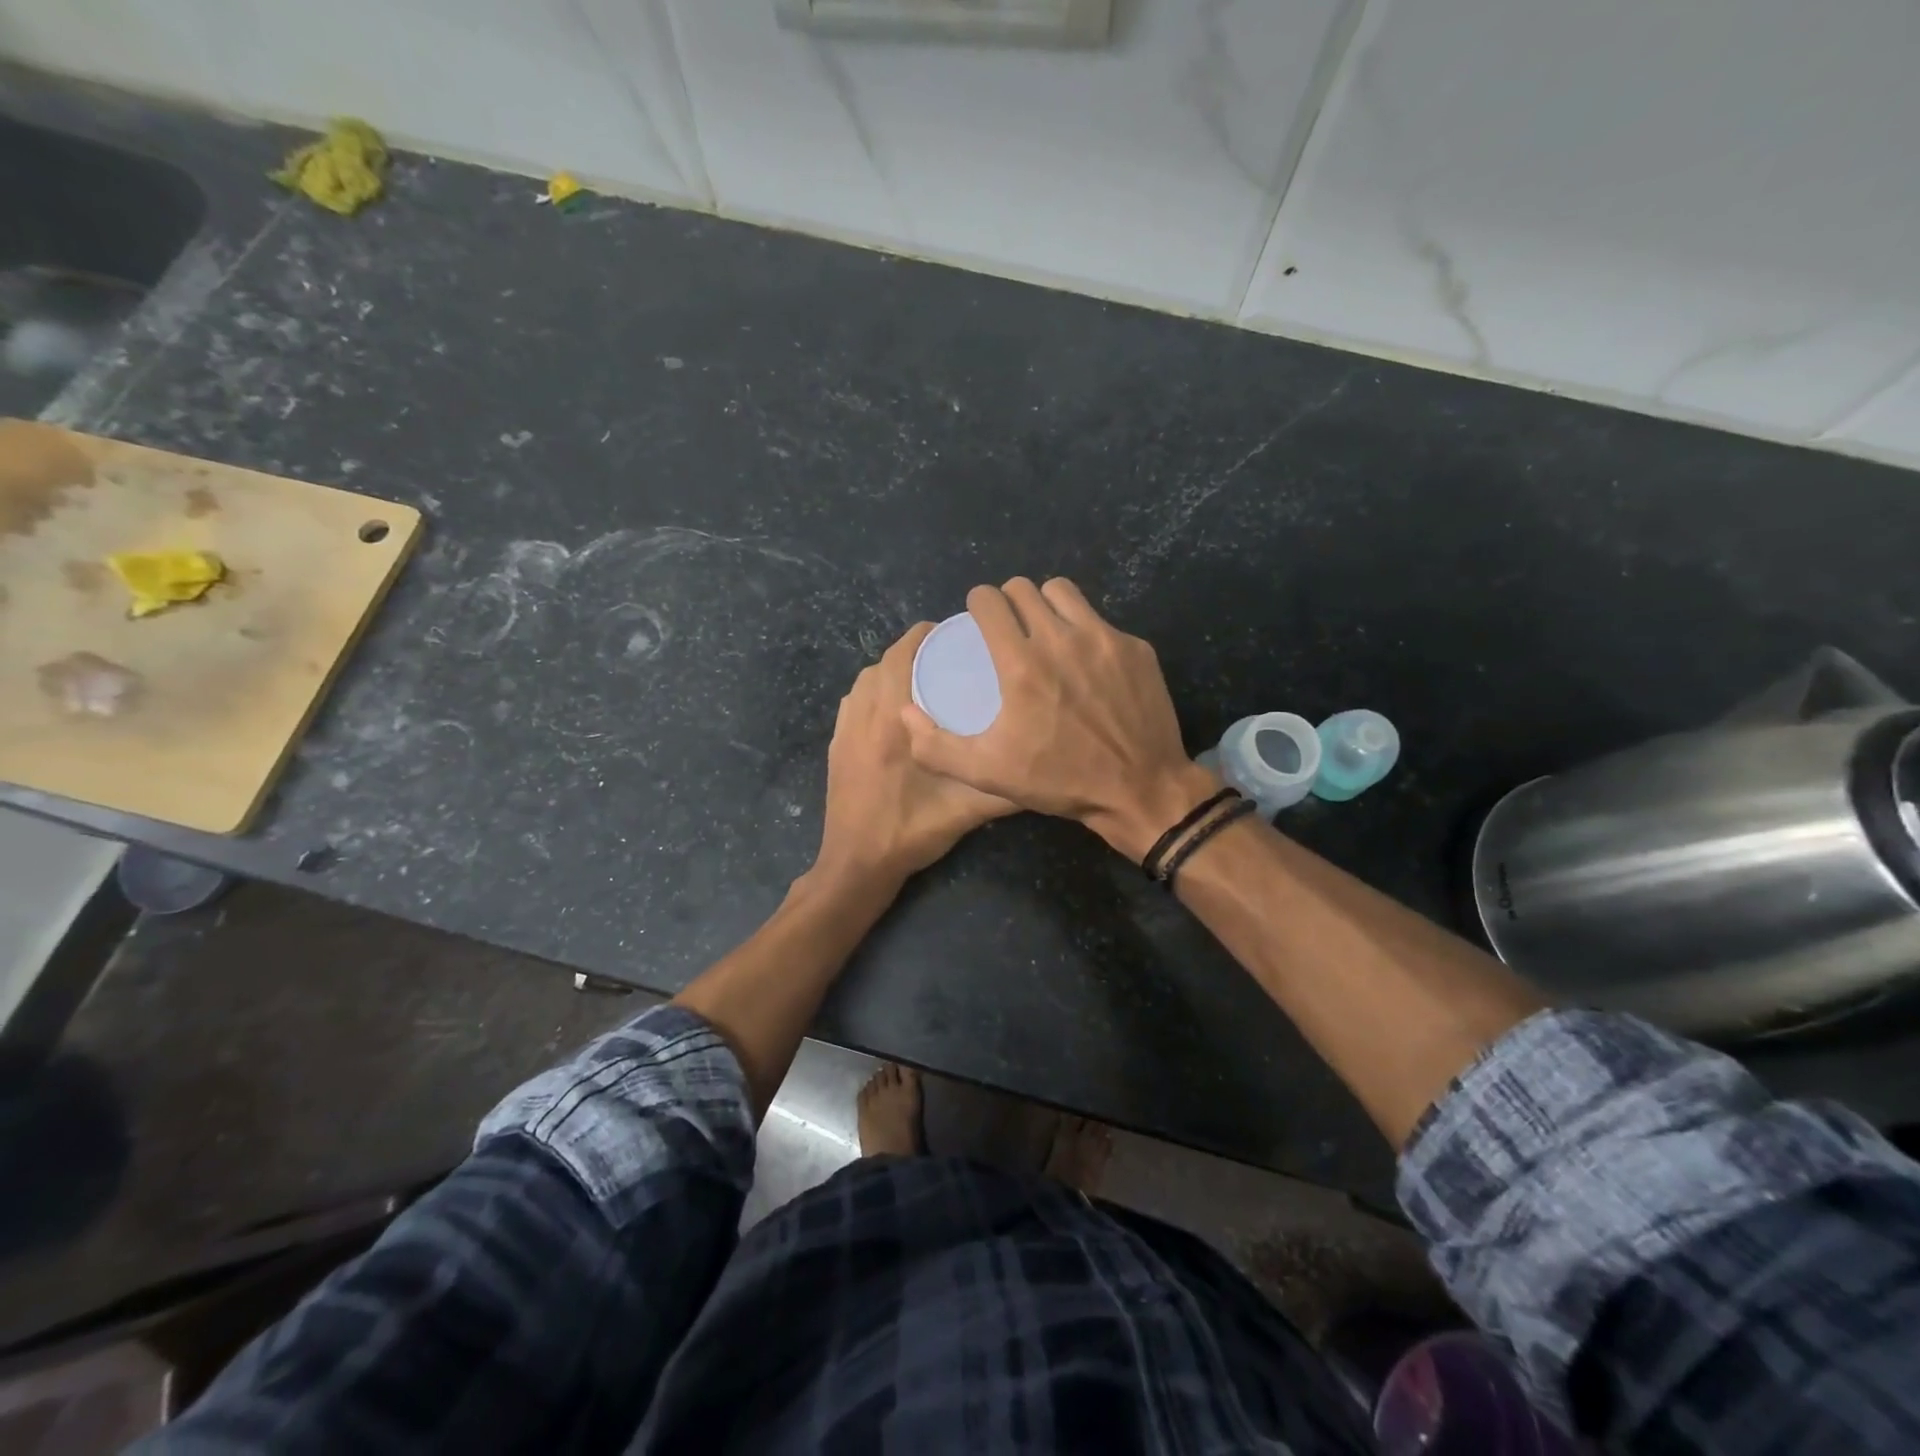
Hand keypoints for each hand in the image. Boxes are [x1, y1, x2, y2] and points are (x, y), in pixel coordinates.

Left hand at [816, 622, 1017, 885]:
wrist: (856, 864)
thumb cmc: (910, 831)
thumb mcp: (967, 811)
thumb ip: (1005, 788)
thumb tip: (1046, 766)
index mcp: (893, 720)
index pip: (903, 655)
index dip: (926, 636)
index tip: (956, 633)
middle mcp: (864, 714)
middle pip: (884, 662)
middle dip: (913, 649)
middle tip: (948, 653)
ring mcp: (845, 729)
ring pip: (866, 679)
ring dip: (891, 669)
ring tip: (925, 675)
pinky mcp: (837, 744)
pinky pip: (854, 700)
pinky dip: (873, 690)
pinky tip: (896, 707)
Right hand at [901, 578, 1218, 861]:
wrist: (1140, 790)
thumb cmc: (1059, 780)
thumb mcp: (987, 773)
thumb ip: (936, 746)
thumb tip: (906, 714)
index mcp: (1022, 663)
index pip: (990, 600)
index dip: (977, 604)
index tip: (978, 620)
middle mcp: (1062, 638)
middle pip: (1024, 588)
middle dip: (1009, 601)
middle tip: (1008, 628)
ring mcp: (1104, 639)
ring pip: (1063, 592)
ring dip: (1046, 604)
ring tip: (1045, 632)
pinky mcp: (1135, 648)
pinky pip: (1100, 620)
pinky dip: (1085, 631)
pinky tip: (1086, 664)